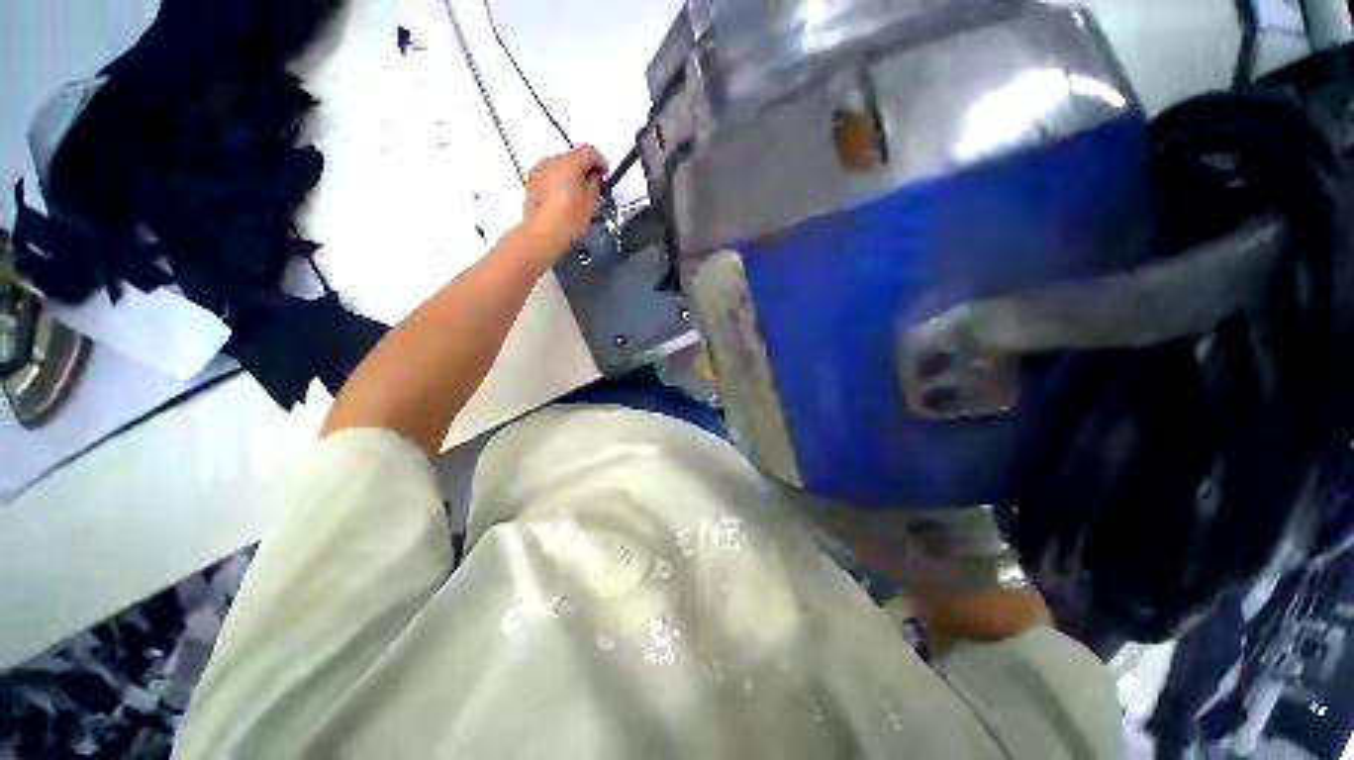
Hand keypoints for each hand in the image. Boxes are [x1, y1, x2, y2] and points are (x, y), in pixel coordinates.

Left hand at [521, 146, 607, 259]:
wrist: (543, 234)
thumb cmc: (571, 217)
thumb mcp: (592, 201)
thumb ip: (595, 183)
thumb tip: (593, 176)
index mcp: (569, 162)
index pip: (589, 152)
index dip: (601, 162)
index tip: (607, 176)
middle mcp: (551, 160)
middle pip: (572, 158)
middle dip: (584, 169)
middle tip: (594, 187)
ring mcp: (538, 172)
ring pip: (559, 168)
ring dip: (570, 176)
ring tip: (578, 195)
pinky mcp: (531, 185)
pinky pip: (549, 178)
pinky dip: (558, 184)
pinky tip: (563, 201)